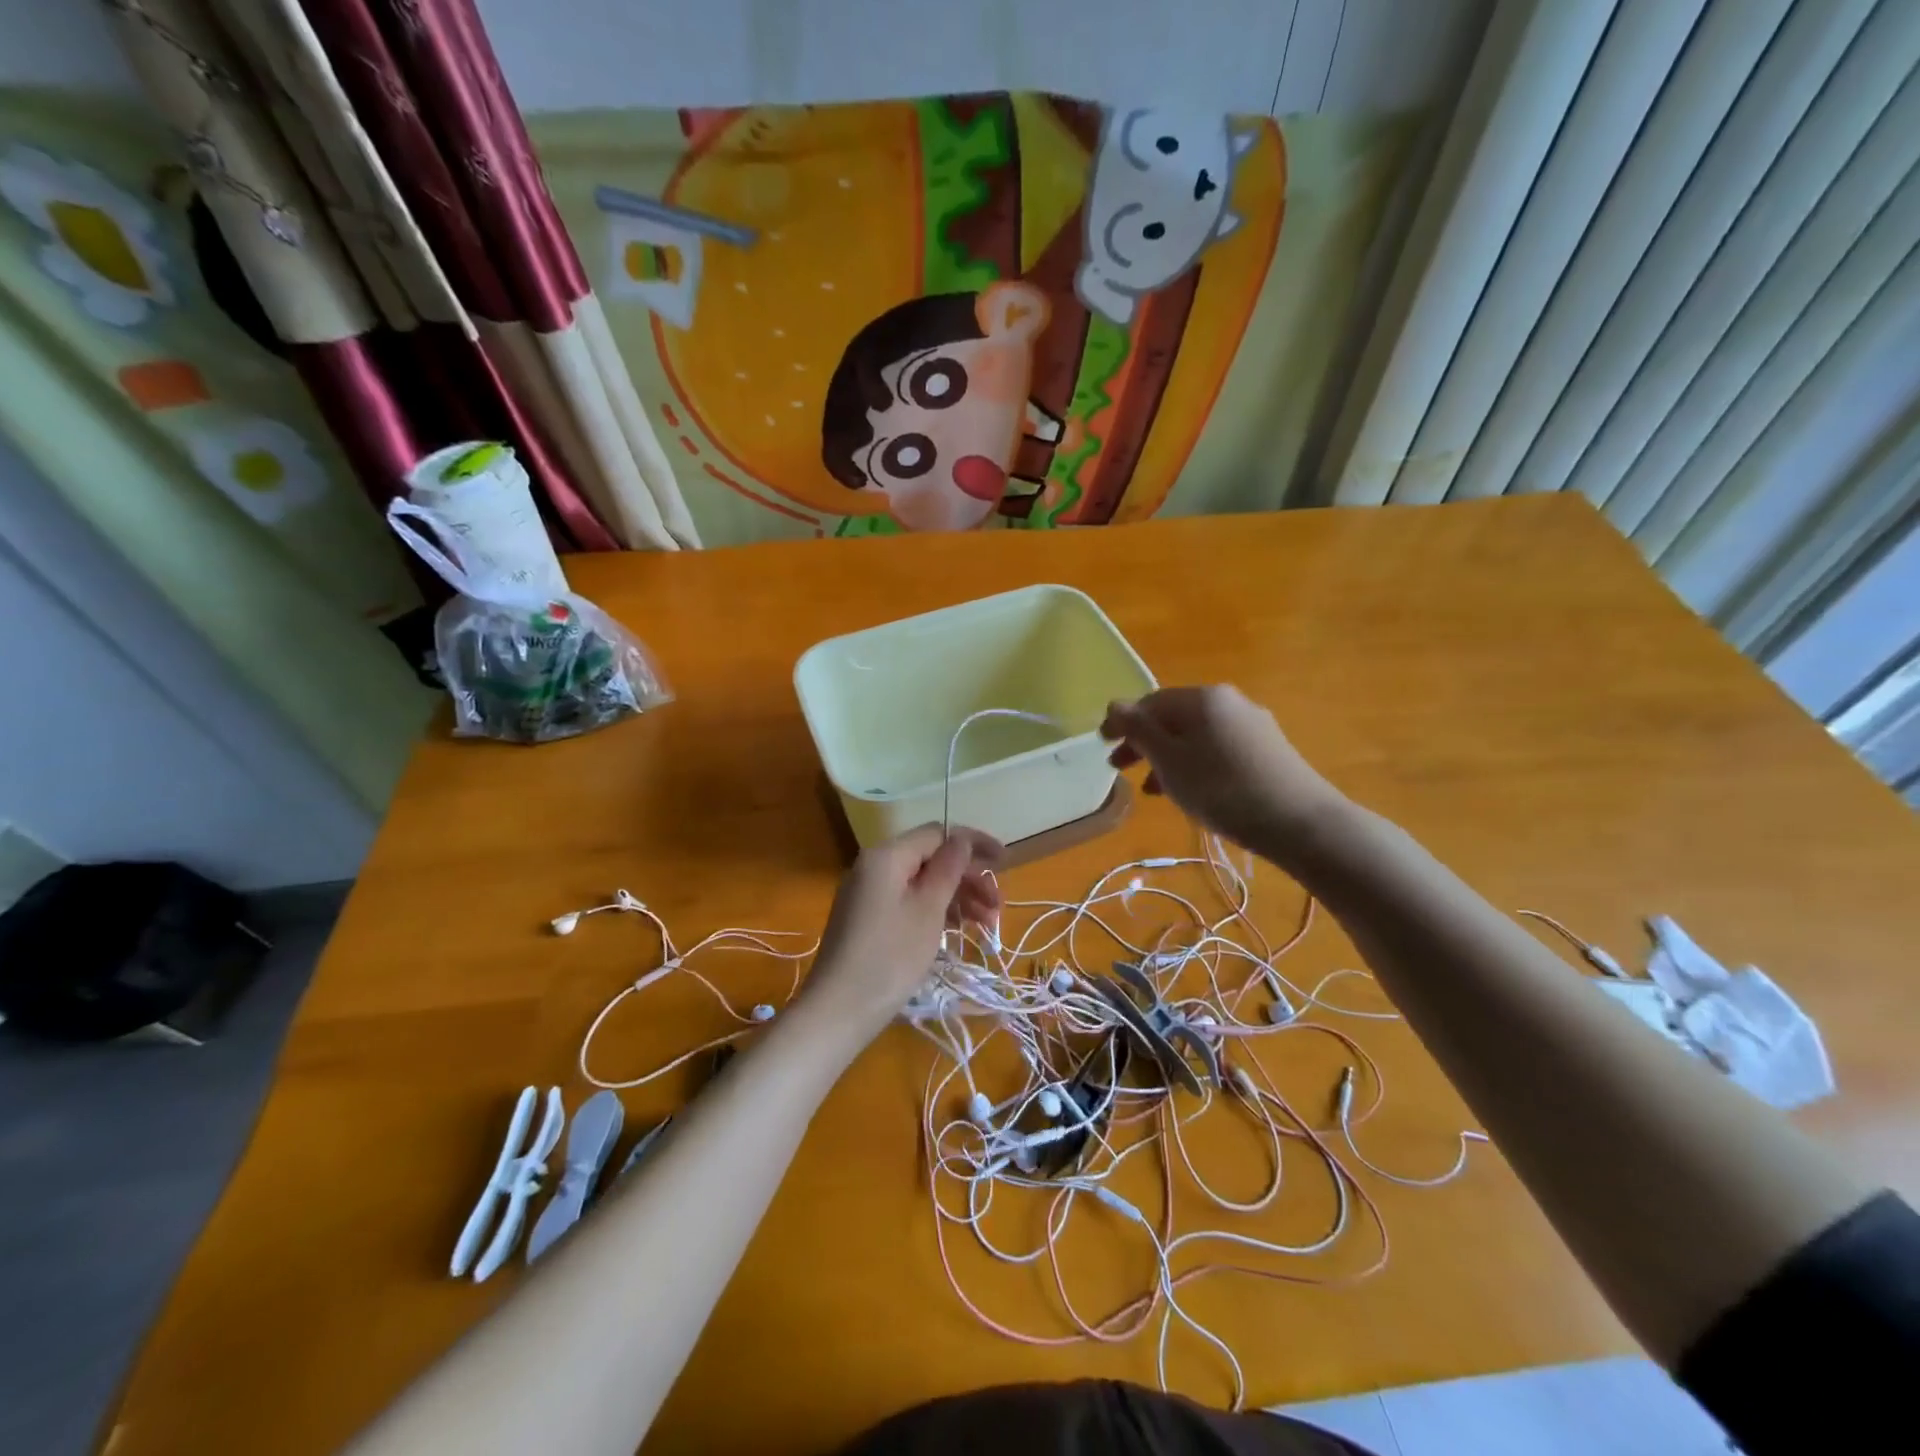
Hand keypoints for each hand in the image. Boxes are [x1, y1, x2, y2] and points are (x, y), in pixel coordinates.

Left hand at [802, 826, 1002, 1040]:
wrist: (838, 1010)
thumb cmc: (891, 956)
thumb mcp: (928, 909)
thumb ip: (948, 868)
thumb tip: (962, 839)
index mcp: (887, 856)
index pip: (937, 834)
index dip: (973, 843)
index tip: (1004, 862)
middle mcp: (874, 866)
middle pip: (930, 859)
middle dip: (968, 879)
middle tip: (998, 907)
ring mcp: (868, 893)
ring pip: (922, 883)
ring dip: (957, 898)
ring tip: (987, 925)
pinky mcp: (868, 918)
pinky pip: (908, 901)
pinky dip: (935, 911)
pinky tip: (958, 930)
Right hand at [1100, 686, 1344, 858]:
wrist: (1300, 822)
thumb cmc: (1222, 789)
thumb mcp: (1170, 761)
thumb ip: (1139, 730)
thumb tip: (1115, 703)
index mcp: (1203, 698)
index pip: (1150, 702)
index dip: (1122, 722)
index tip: (1101, 745)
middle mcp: (1229, 702)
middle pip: (1174, 718)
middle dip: (1143, 742)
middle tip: (1119, 769)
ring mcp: (1252, 725)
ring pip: (1195, 736)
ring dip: (1167, 758)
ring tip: (1151, 790)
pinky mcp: (1267, 750)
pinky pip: (1217, 749)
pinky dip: (1194, 765)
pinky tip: (1189, 792)